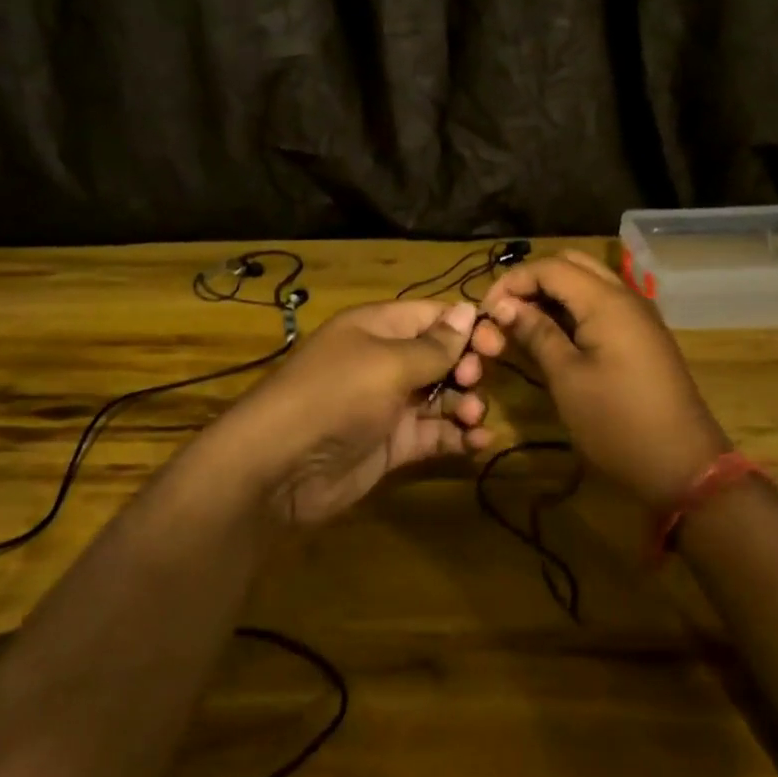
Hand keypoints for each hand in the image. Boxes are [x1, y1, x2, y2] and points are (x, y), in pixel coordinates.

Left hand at [215, 300, 503, 526]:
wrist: (280, 467)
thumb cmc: (336, 396)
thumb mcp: (387, 362)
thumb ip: (434, 344)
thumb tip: (468, 309)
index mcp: (378, 328)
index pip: (433, 316)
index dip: (467, 326)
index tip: (497, 343)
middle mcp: (385, 361)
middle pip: (442, 356)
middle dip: (468, 366)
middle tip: (473, 382)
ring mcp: (389, 405)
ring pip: (443, 396)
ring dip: (467, 403)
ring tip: (473, 417)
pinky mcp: (393, 444)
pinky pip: (435, 434)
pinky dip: (459, 436)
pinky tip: (478, 443)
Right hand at [479, 251, 729, 505]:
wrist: (683, 465)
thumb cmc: (617, 423)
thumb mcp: (567, 379)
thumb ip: (536, 333)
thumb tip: (505, 305)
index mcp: (606, 301)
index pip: (550, 267)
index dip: (513, 281)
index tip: (485, 310)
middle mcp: (625, 296)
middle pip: (571, 264)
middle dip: (533, 280)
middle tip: (504, 311)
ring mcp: (638, 316)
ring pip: (588, 282)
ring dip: (553, 293)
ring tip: (521, 323)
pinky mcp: (642, 335)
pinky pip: (602, 304)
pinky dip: (573, 308)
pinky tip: (553, 335)